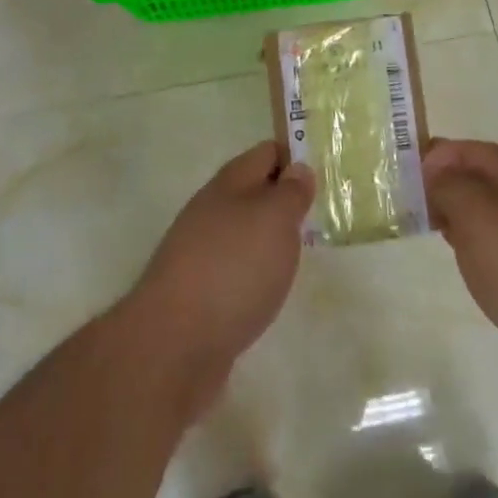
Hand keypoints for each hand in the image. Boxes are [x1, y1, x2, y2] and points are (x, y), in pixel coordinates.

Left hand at [123, 142, 312, 409]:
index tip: (324, 172)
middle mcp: (211, 211)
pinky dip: (256, 270)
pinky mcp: (198, 292)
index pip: (266, 153)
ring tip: (302, 250)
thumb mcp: (275, 219)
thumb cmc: (233, 268)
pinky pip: (235, 267)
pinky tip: (270, 286)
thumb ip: (291, 192)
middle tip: (321, 213)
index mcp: (228, 184)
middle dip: (284, 199)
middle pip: (253, 192)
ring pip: (244, 231)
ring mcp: (200, 252)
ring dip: (270, 236)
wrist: (173, 344)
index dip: (294, 157)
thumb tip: (297, 169)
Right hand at [423, 139, 497, 356]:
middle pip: (485, 178)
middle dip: (449, 184)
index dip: (441, 154)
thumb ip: (450, 189)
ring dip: (463, 214)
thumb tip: (437, 175)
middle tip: (415, 202)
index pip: (474, 150)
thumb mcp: (476, 217)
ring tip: (435, 229)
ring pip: (494, 212)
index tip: (409, 172)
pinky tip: (471, 261)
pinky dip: (480, 243)